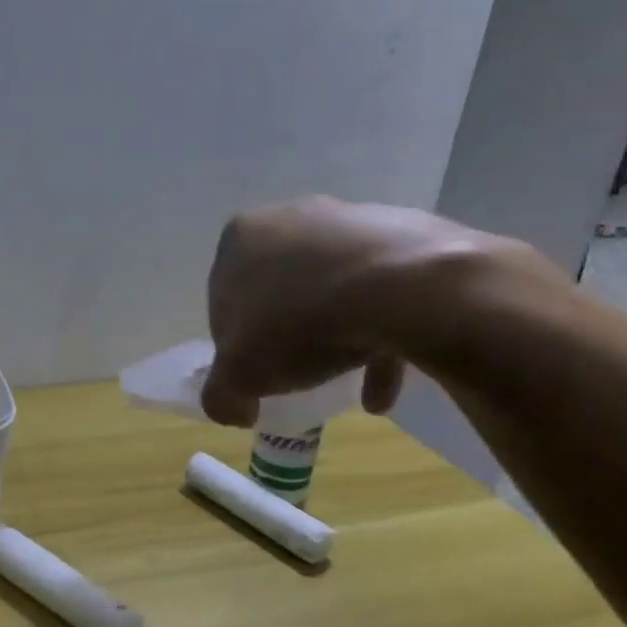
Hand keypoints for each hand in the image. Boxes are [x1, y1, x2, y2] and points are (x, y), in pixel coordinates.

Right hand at [200, 196, 557, 425]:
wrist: (405, 290)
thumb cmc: (299, 324)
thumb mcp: (239, 375)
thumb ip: (221, 395)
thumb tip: (232, 409)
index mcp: (242, 237)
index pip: (224, 300)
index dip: (235, 344)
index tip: (254, 373)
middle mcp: (292, 217)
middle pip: (280, 291)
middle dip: (286, 336)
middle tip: (295, 374)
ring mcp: (352, 221)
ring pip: (332, 292)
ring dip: (334, 340)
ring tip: (344, 386)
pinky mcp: (406, 236)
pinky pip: (383, 293)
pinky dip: (379, 337)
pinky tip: (382, 388)